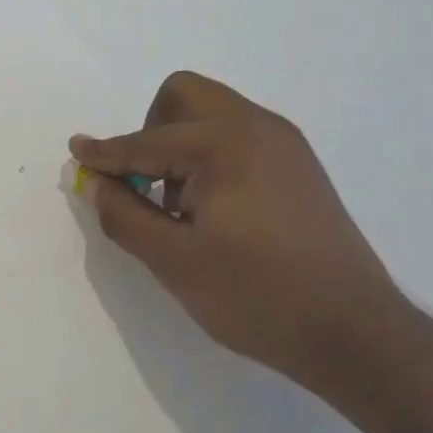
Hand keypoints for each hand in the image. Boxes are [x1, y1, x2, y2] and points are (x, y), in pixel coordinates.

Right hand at [70, 72, 422, 389]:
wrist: (356, 335)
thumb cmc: (257, 295)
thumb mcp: (174, 260)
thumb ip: (124, 215)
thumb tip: (95, 184)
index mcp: (226, 142)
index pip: (146, 142)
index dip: (105, 153)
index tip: (75, 156)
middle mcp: (259, 128)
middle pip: (184, 97)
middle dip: (148, 131)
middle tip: (139, 182)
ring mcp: (286, 147)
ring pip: (212, 116)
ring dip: (177, 146)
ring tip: (174, 207)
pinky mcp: (299, 170)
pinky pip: (237, 140)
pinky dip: (207, 159)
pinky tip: (208, 212)